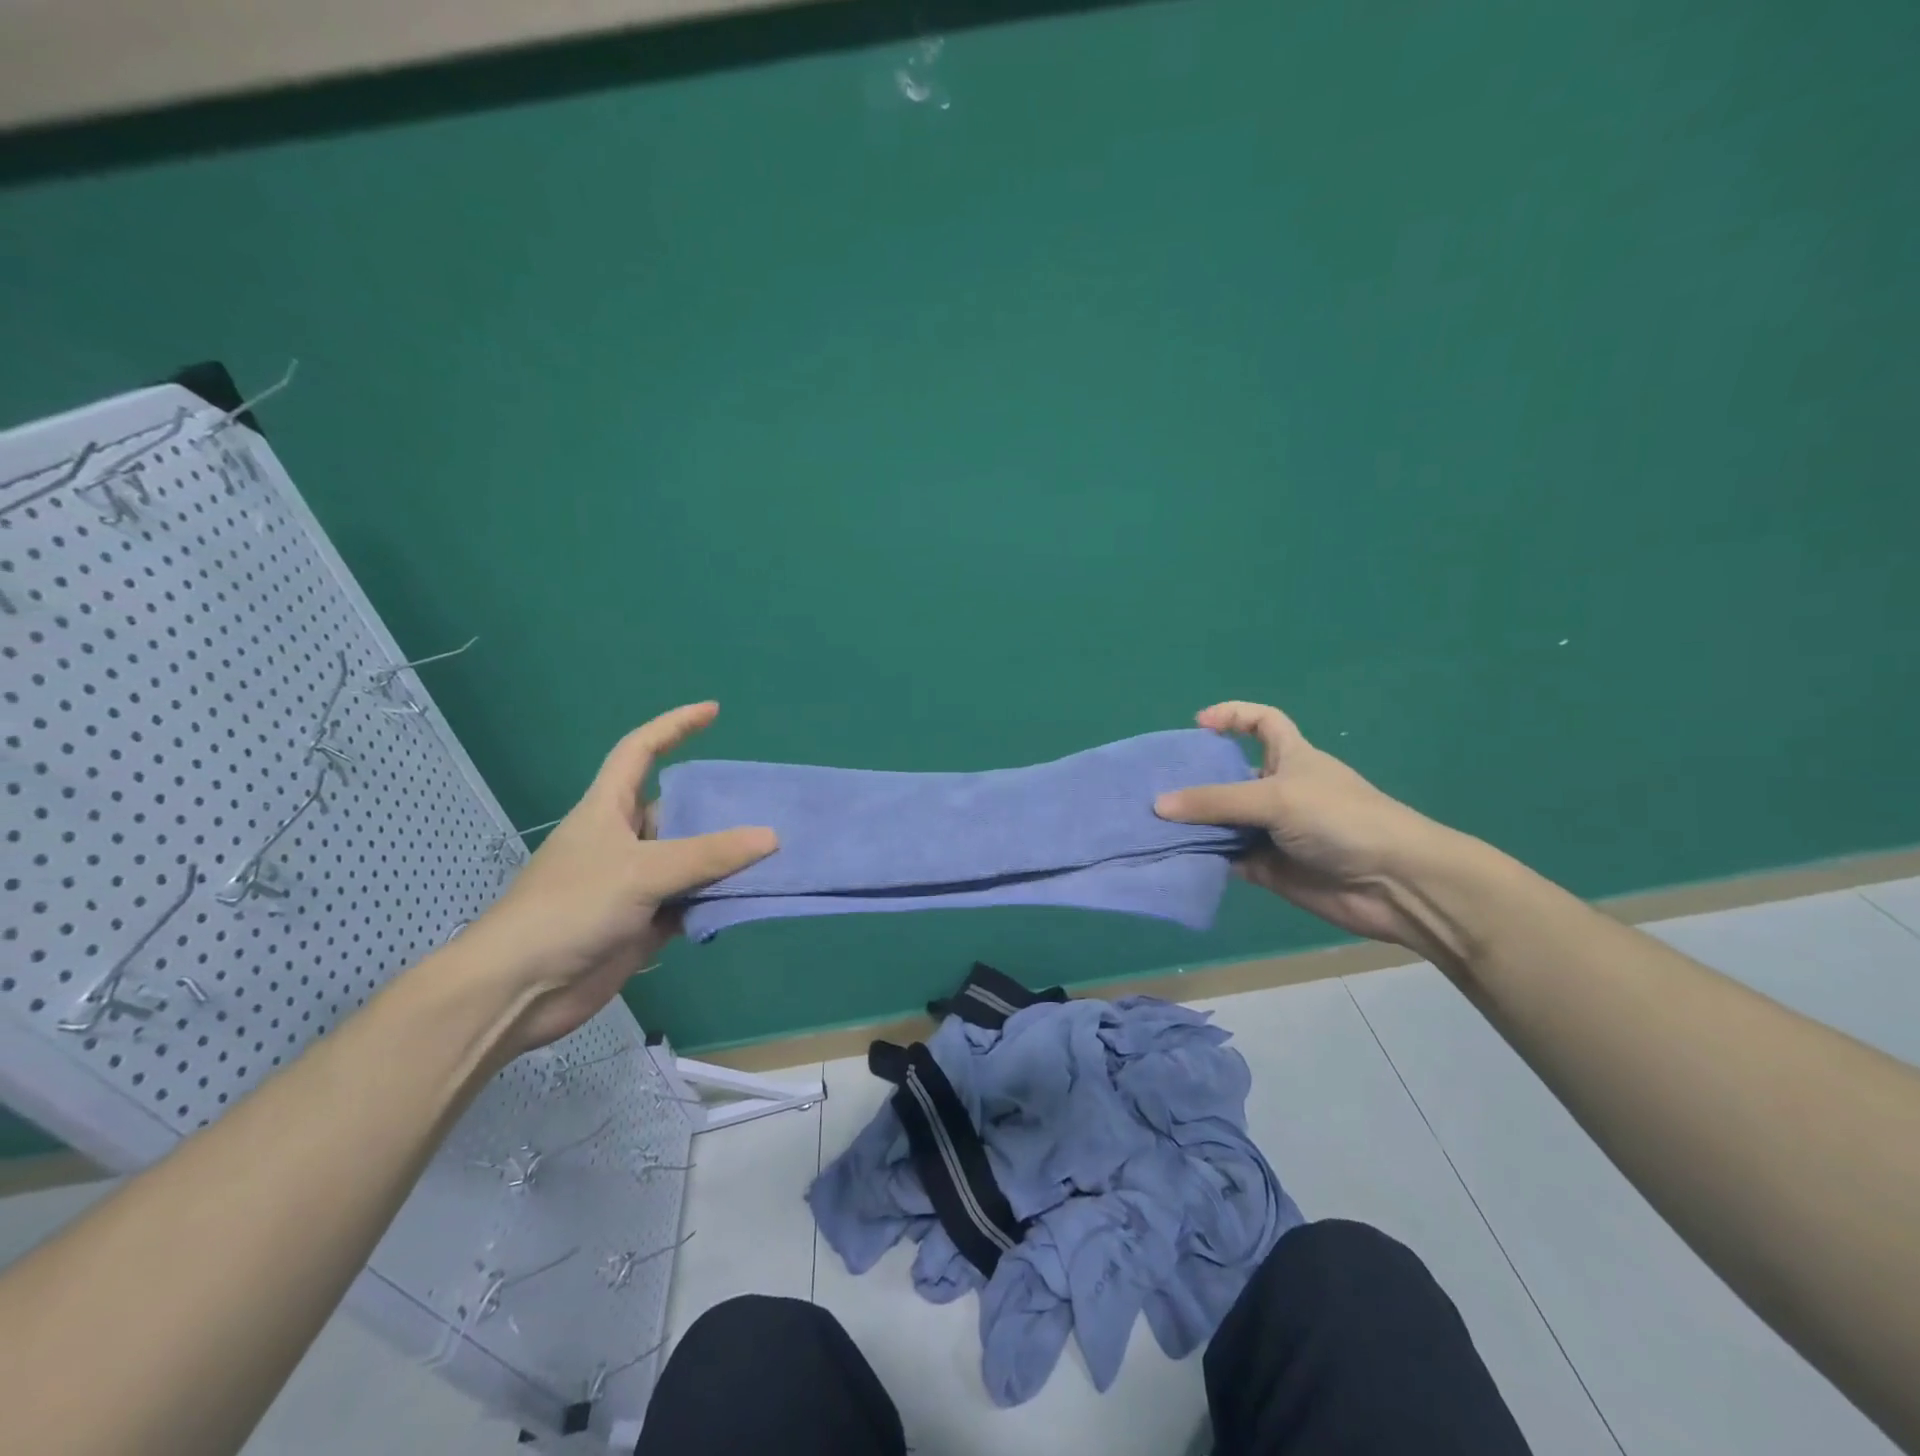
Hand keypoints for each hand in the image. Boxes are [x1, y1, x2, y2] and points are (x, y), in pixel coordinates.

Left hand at [454, 702, 776, 1054]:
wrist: (520, 990)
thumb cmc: (571, 908)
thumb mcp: (642, 871)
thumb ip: (708, 854)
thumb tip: (771, 837)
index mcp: (608, 808)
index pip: (640, 750)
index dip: (674, 726)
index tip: (713, 711)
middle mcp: (623, 840)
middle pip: (678, 810)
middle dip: (718, 806)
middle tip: (768, 803)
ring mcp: (634, 883)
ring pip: (690, 860)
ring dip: (725, 860)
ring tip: (775, 851)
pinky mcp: (643, 923)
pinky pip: (691, 902)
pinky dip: (716, 900)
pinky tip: (749, 898)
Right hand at [1154, 701, 1463, 952]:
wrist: (1393, 884)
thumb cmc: (1341, 819)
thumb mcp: (1275, 798)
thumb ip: (1216, 801)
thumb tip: (1158, 805)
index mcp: (1290, 757)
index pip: (1261, 721)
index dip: (1232, 715)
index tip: (1197, 725)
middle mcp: (1278, 790)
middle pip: (1228, 776)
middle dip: (1194, 780)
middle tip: (1152, 786)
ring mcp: (1272, 831)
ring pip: (1222, 821)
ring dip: (1192, 824)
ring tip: (1150, 824)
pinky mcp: (1268, 868)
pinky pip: (1227, 858)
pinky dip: (1203, 858)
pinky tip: (1173, 857)